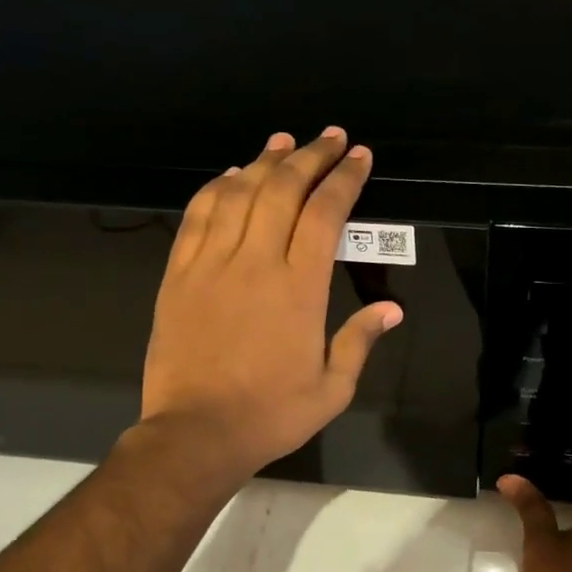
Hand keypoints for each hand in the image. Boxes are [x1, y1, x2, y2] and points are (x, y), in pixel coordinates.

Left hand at [140, 127, 402, 480]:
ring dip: (264, 161)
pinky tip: (232, 175)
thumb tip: (392, 308)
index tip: (359, 156)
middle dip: (310, 156)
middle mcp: (256, 262)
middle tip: (329, 137)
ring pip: (239, 193)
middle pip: (283, 189)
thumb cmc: (270, 414)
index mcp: (300, 288)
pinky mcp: (179, 273)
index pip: (326, 213)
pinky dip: (218, 187)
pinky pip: (198, 215)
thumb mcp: (332, 389)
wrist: (195, 434)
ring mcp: (212, 264)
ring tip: (284, 141)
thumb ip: (361, 341)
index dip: (344, 178)